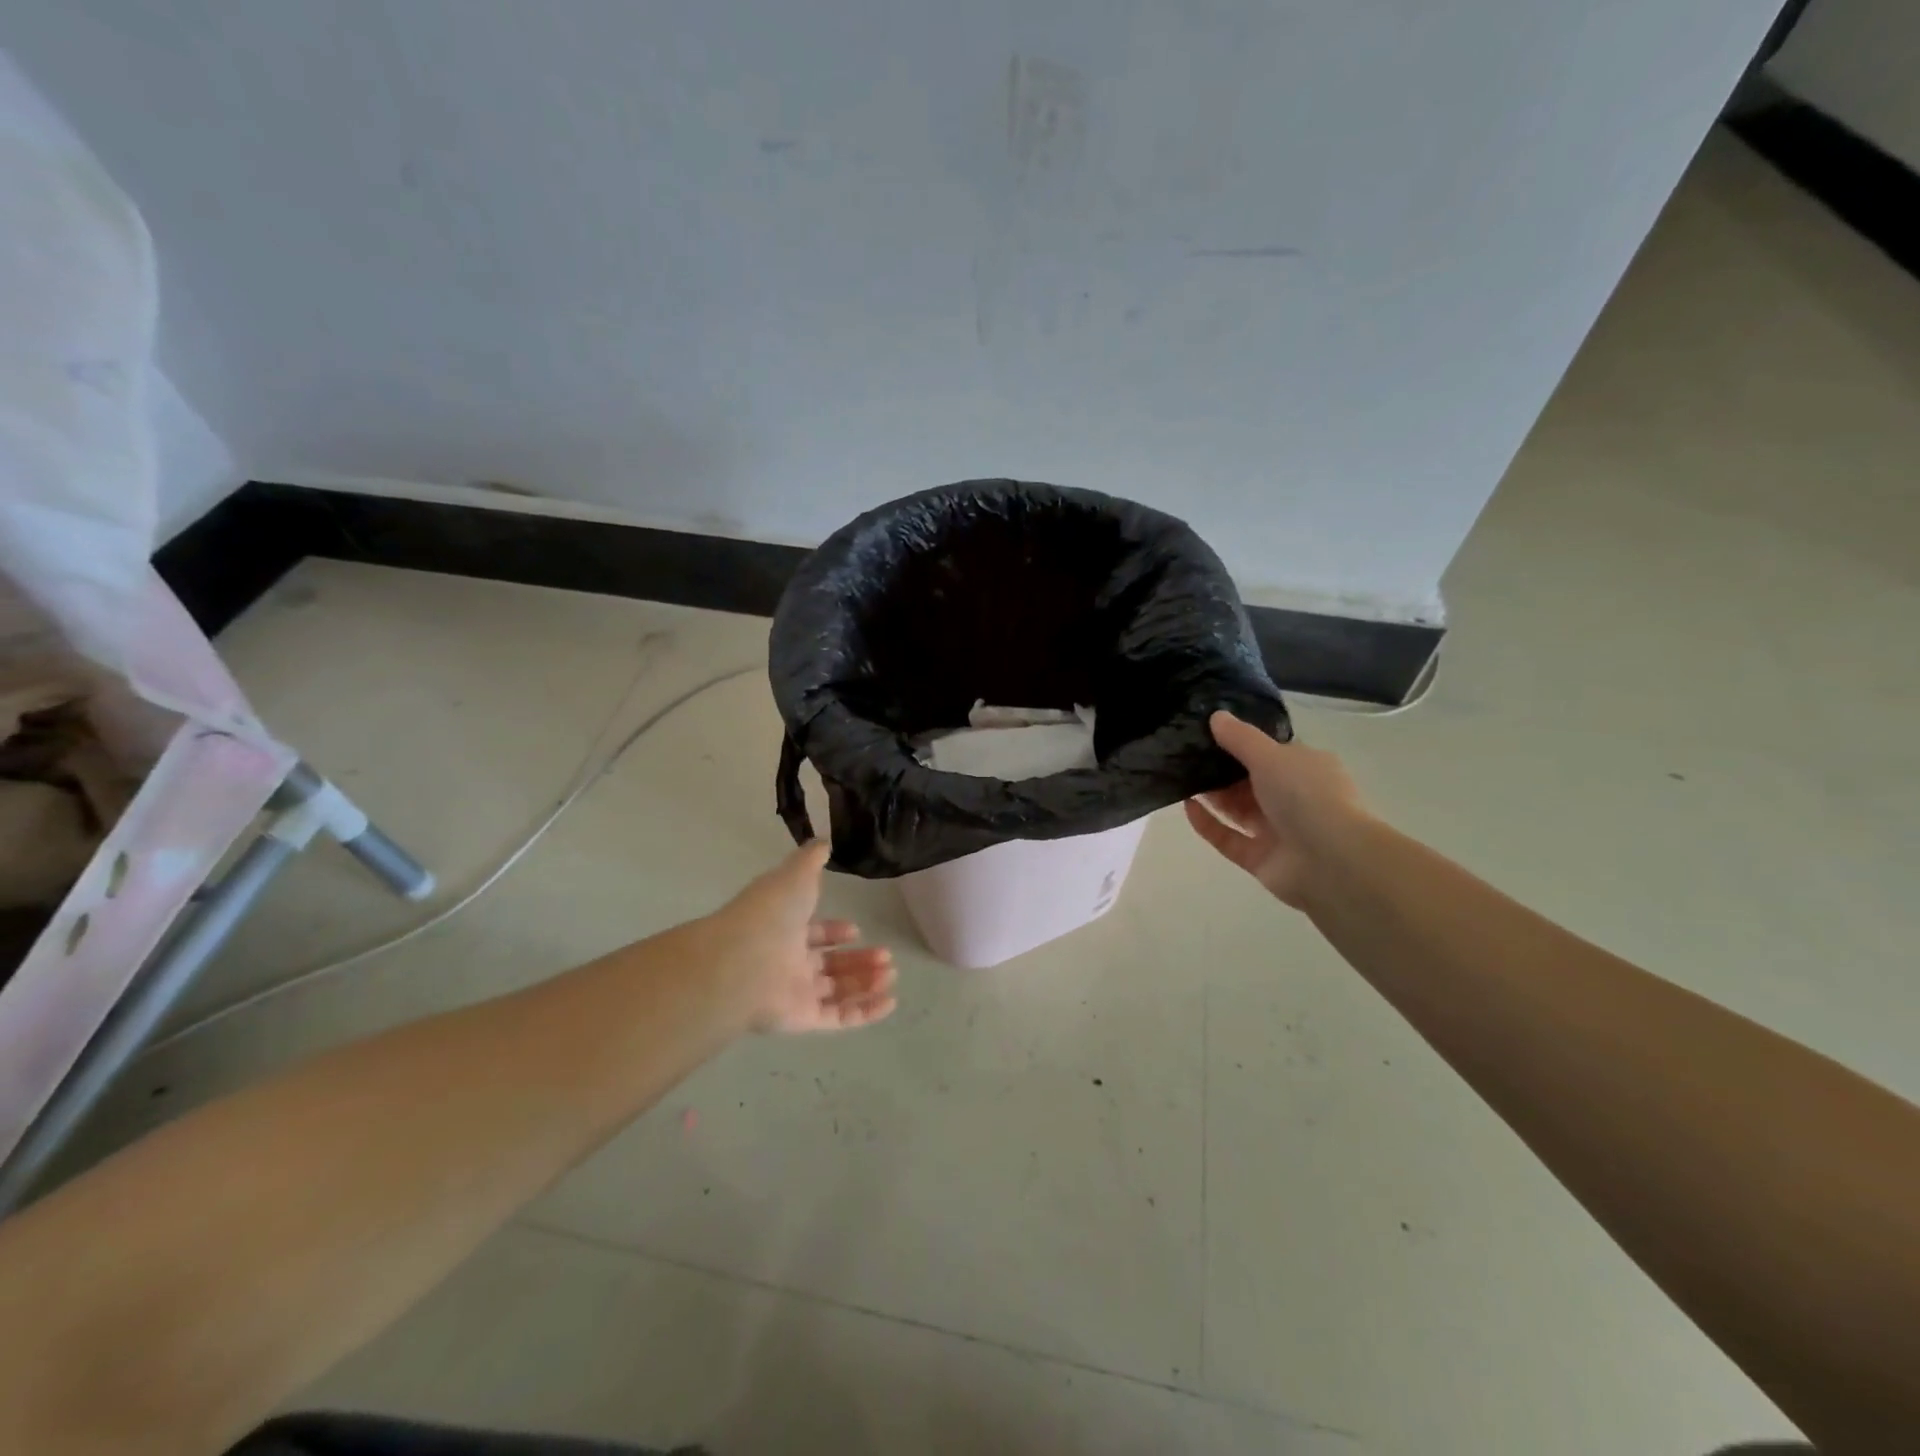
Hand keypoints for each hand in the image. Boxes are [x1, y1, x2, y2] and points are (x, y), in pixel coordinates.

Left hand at [696, 842, 897, 1033]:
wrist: (742, 960)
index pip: (813, 934)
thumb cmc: (770, 914)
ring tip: (891, 973)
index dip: (835, 933)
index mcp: (785, 929)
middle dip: (859, 960)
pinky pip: (839, 1018)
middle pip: (829, 965)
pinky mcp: (804, 1019)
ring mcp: (795, 993)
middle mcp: (789, 962)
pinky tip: (890, 1001)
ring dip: (866, 982)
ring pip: (837, 991)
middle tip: (886, 956)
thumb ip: (811, 859)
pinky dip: (866, 1011)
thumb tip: (824, 842)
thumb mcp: (795, 875)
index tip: (857, 930)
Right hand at [1184, 711, 1368, 908]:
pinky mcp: (1260, 859)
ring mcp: (1277, 831)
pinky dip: (1208, 824)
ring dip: (1212, 795)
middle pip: (1250, 781)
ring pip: (1238, 810)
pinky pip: (1228, 839)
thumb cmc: (1307, 796)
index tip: (1206, 733)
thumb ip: (1240, 737)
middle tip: (1185, 755)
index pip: (1271, 752)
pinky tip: (1186, 807)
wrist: (1332, 861)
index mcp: (1305, 768)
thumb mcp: (1271, 756)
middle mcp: (1293, 798)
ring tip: (1179, 777)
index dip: (1240, 742)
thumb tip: (1216, 715)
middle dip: (1220, 770)